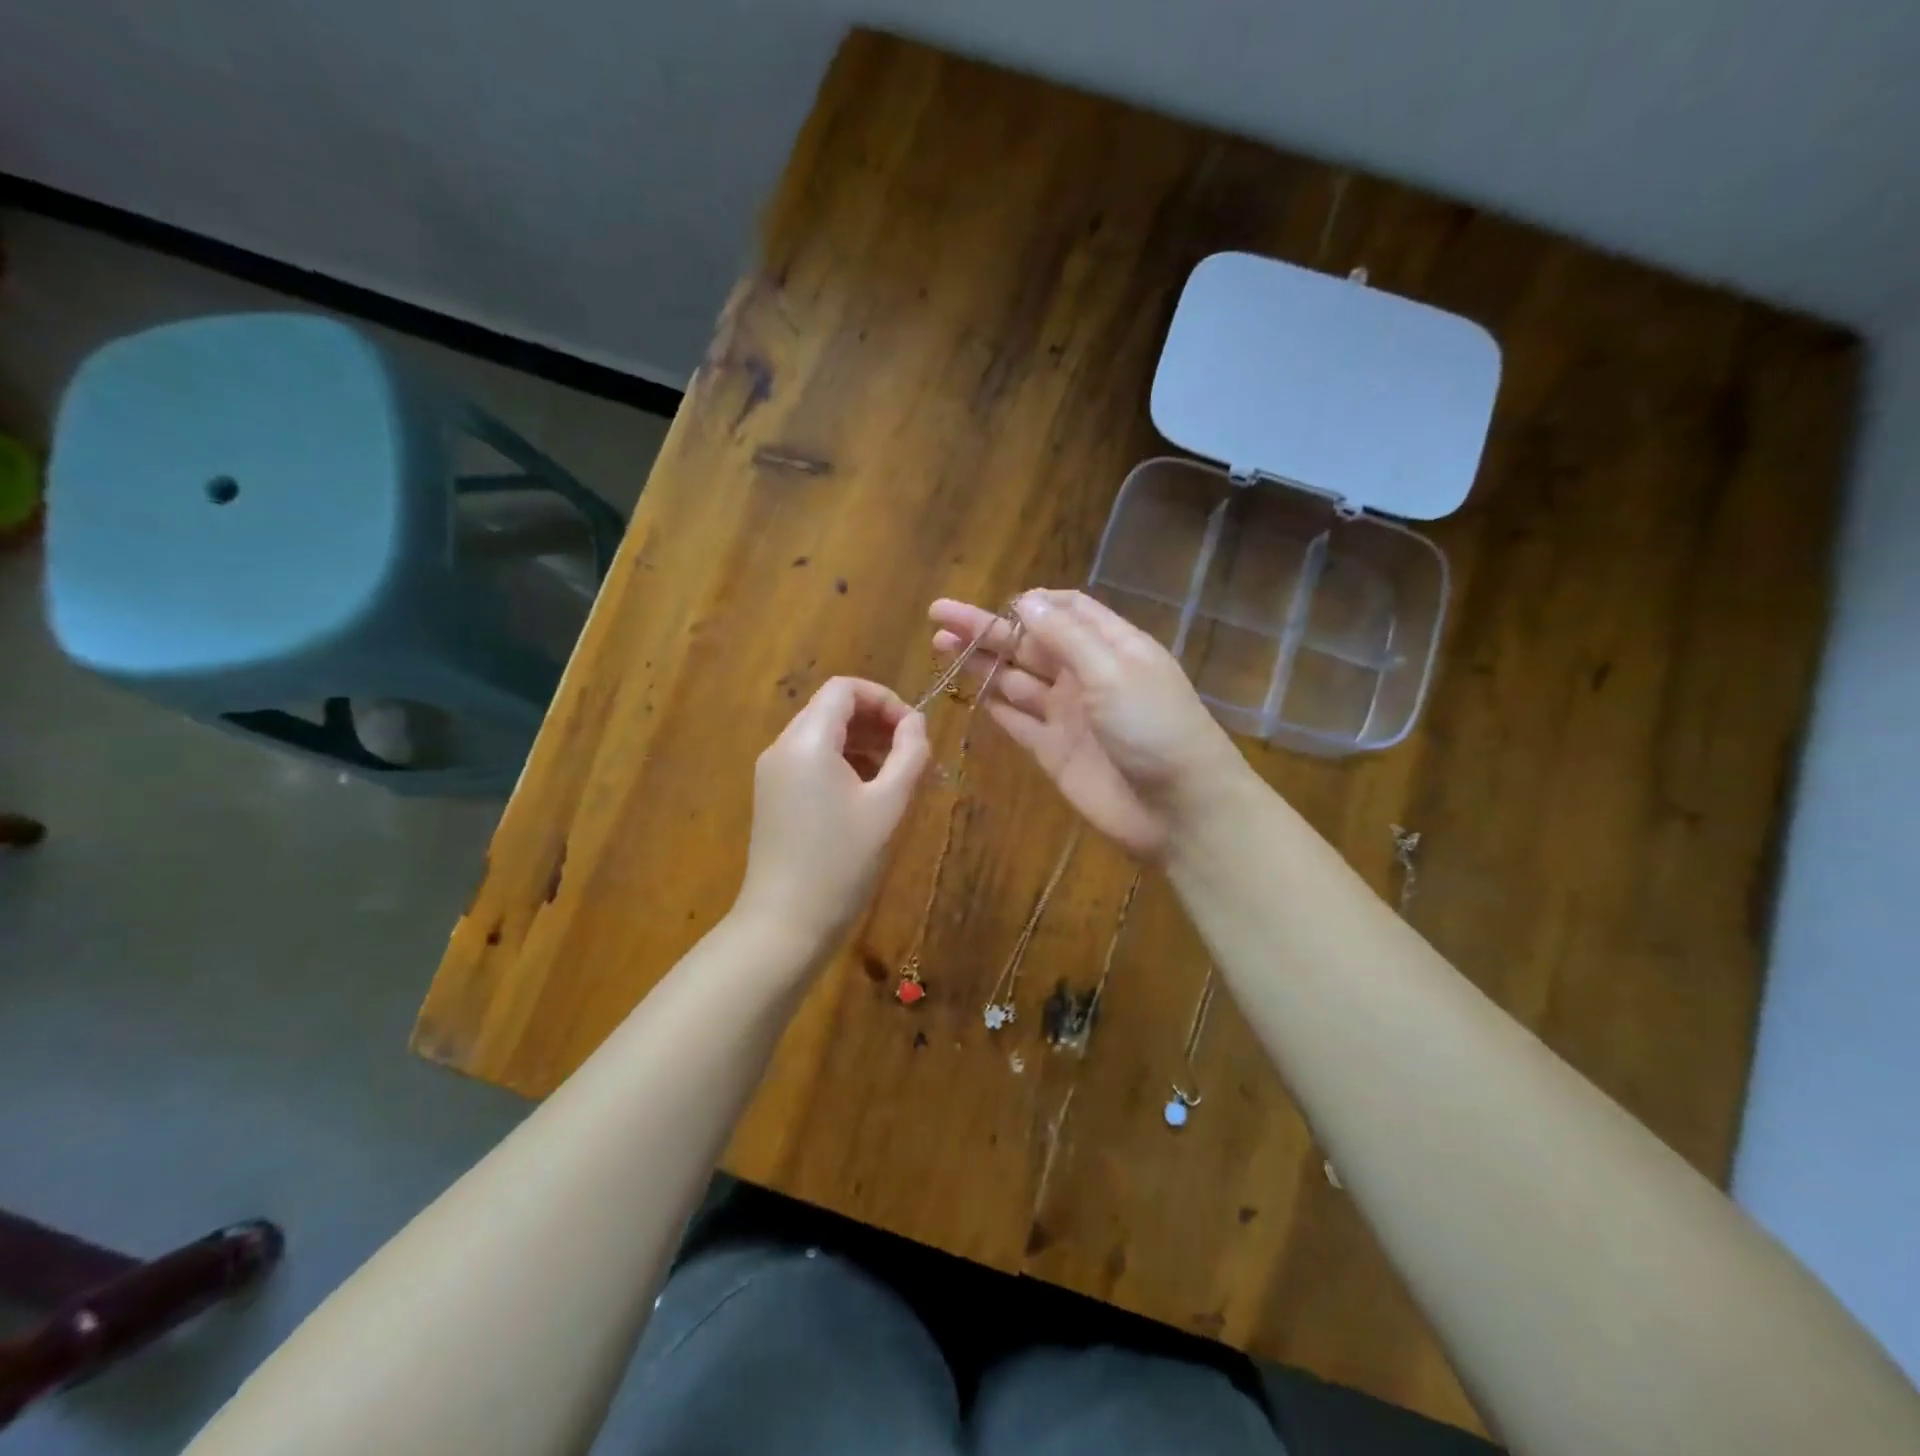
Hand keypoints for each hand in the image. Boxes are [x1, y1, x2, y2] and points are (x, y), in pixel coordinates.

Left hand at [735, 677, 930, 949]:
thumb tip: (917, 723)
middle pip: (831, 708)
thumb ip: (908, 755)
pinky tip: (867, 794)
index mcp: (807, 741)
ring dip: (862, 742)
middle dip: (876, 721)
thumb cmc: (842, 862)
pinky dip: (842, 762)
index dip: (885, 699)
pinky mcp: (772, 796)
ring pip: (822, 734)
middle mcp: (782, 747)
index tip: (914, 731)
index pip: (845, 689)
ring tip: (895, 774)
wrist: (785, 923)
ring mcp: (773, 773)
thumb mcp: (887, 805)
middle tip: (911, 753)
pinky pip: (810, 760)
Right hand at [928, 589, 1249, 859]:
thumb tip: (1024, 600)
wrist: (1178, 810)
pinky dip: (994, 706)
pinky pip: (1017, 721)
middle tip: (938, 615)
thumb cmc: (1154, 728)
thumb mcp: (1113, 671)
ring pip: (1016, 680)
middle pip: (1030, 643)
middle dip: (987, 629)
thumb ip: (1066, 637)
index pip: (1067, 610)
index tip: (996, 603)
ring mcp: (1068, 715)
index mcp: (1111, 646)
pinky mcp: (1053, 751)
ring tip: (940, 645)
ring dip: (981, 663)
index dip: (1031, 604)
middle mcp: (1086, 675)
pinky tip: (966, 691)